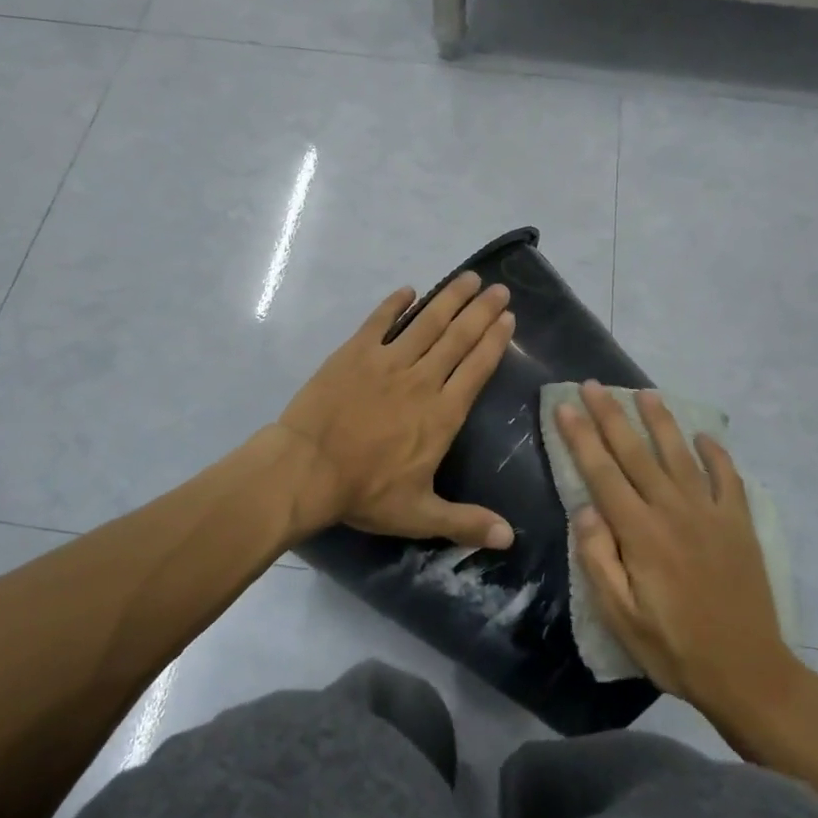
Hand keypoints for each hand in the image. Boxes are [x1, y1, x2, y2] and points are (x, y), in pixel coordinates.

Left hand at [278, 272, 515, 546]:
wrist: (306, 469)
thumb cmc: (364, 491)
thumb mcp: (419, 514)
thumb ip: (466, 522)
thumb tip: (510, 538)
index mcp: (442, 414)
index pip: (476, 368)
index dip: (494, 341)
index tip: (508, 318)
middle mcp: (422, 379)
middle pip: (458, 337)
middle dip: (481, 311)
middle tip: (499, 288)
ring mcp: (387, 361)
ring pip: (426, 322)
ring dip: (449, 299)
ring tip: (468, 278)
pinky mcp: (354, 352)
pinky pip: (379, 321)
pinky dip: (395, 304)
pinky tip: (408, 290)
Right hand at [553, 382, 801, 718]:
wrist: (749, 673)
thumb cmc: (674, 648)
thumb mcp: (620, 617)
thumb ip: (598, 560)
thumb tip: (585, 510)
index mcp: (641, 534)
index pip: (603, 473)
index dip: (581, 437)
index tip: (565, 406)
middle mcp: (674, 511)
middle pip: (637, 453)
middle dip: (611, 416)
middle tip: (594, 385)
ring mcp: (712, 514)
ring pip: (680, 454)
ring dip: (661, 421)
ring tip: (644, 393)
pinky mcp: (740, 524)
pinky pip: (728, 478)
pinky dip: (716, 453)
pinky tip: (704, 436)